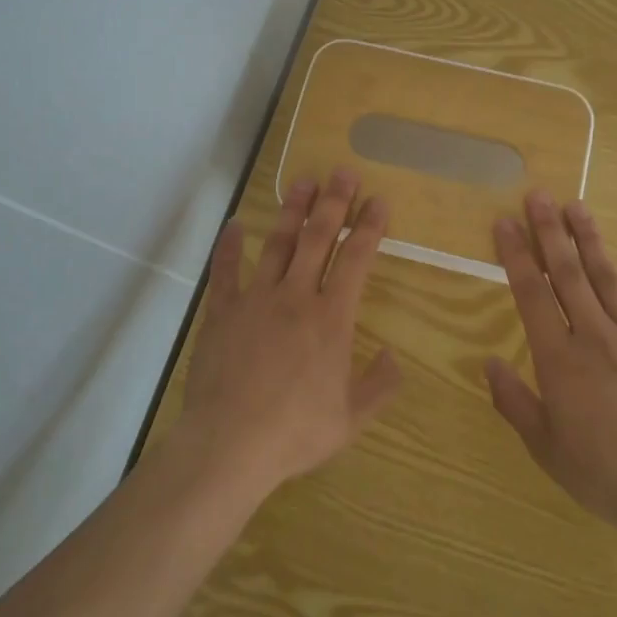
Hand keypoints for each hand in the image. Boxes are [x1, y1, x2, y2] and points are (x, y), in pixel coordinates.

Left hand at [177, 170, 401, 501]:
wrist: (230, 444)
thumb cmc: (295, 432)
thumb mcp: (351, 419)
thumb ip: (379, 386)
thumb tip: (394, 355)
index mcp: (331, 319)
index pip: (356, 260)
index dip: (369, 227)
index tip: (378, 200)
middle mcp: (295, 297)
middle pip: (318, 239)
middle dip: (333, 202)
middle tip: (342, 172)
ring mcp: (255, 300)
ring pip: (277, 244)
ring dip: (292, 211)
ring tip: (302, 182)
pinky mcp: (222, 312)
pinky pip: (225, 272)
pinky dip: (229, 247)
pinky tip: (234, 225)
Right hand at [485, 190, 616, 571]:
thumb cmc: (604, 474)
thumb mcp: (545, 447)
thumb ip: (514, 401)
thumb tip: (488, 362)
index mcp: (559, 357)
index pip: (531, 293)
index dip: (515, 254)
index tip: (504, 222)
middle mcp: (595, 335)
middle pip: (568, 273)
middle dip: (550, 231)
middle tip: (538, 194)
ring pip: (608, 279)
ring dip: (590, 241)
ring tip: (577, 207)